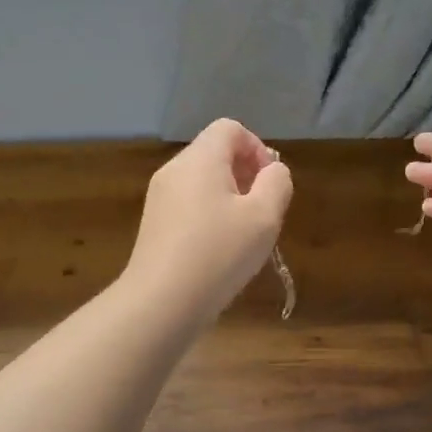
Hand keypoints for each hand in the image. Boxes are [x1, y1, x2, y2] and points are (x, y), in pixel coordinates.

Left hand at [127, 119, 292, 322]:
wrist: (161, 303)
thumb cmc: (218, 254)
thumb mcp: (264, 217)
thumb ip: (277, 184)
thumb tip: (272, 171)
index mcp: (200, 159)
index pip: (230, 129)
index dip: (257, 148)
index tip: (270, 184)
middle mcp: (174, 170)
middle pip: (215, 153)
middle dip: (245, 175)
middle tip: (262, 211)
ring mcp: (160, 198)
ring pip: (203, 182)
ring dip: (230, 198)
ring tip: (244, 234)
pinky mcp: (155, 225)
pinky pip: (189, 205)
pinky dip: (210, 216)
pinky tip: (221, 250)